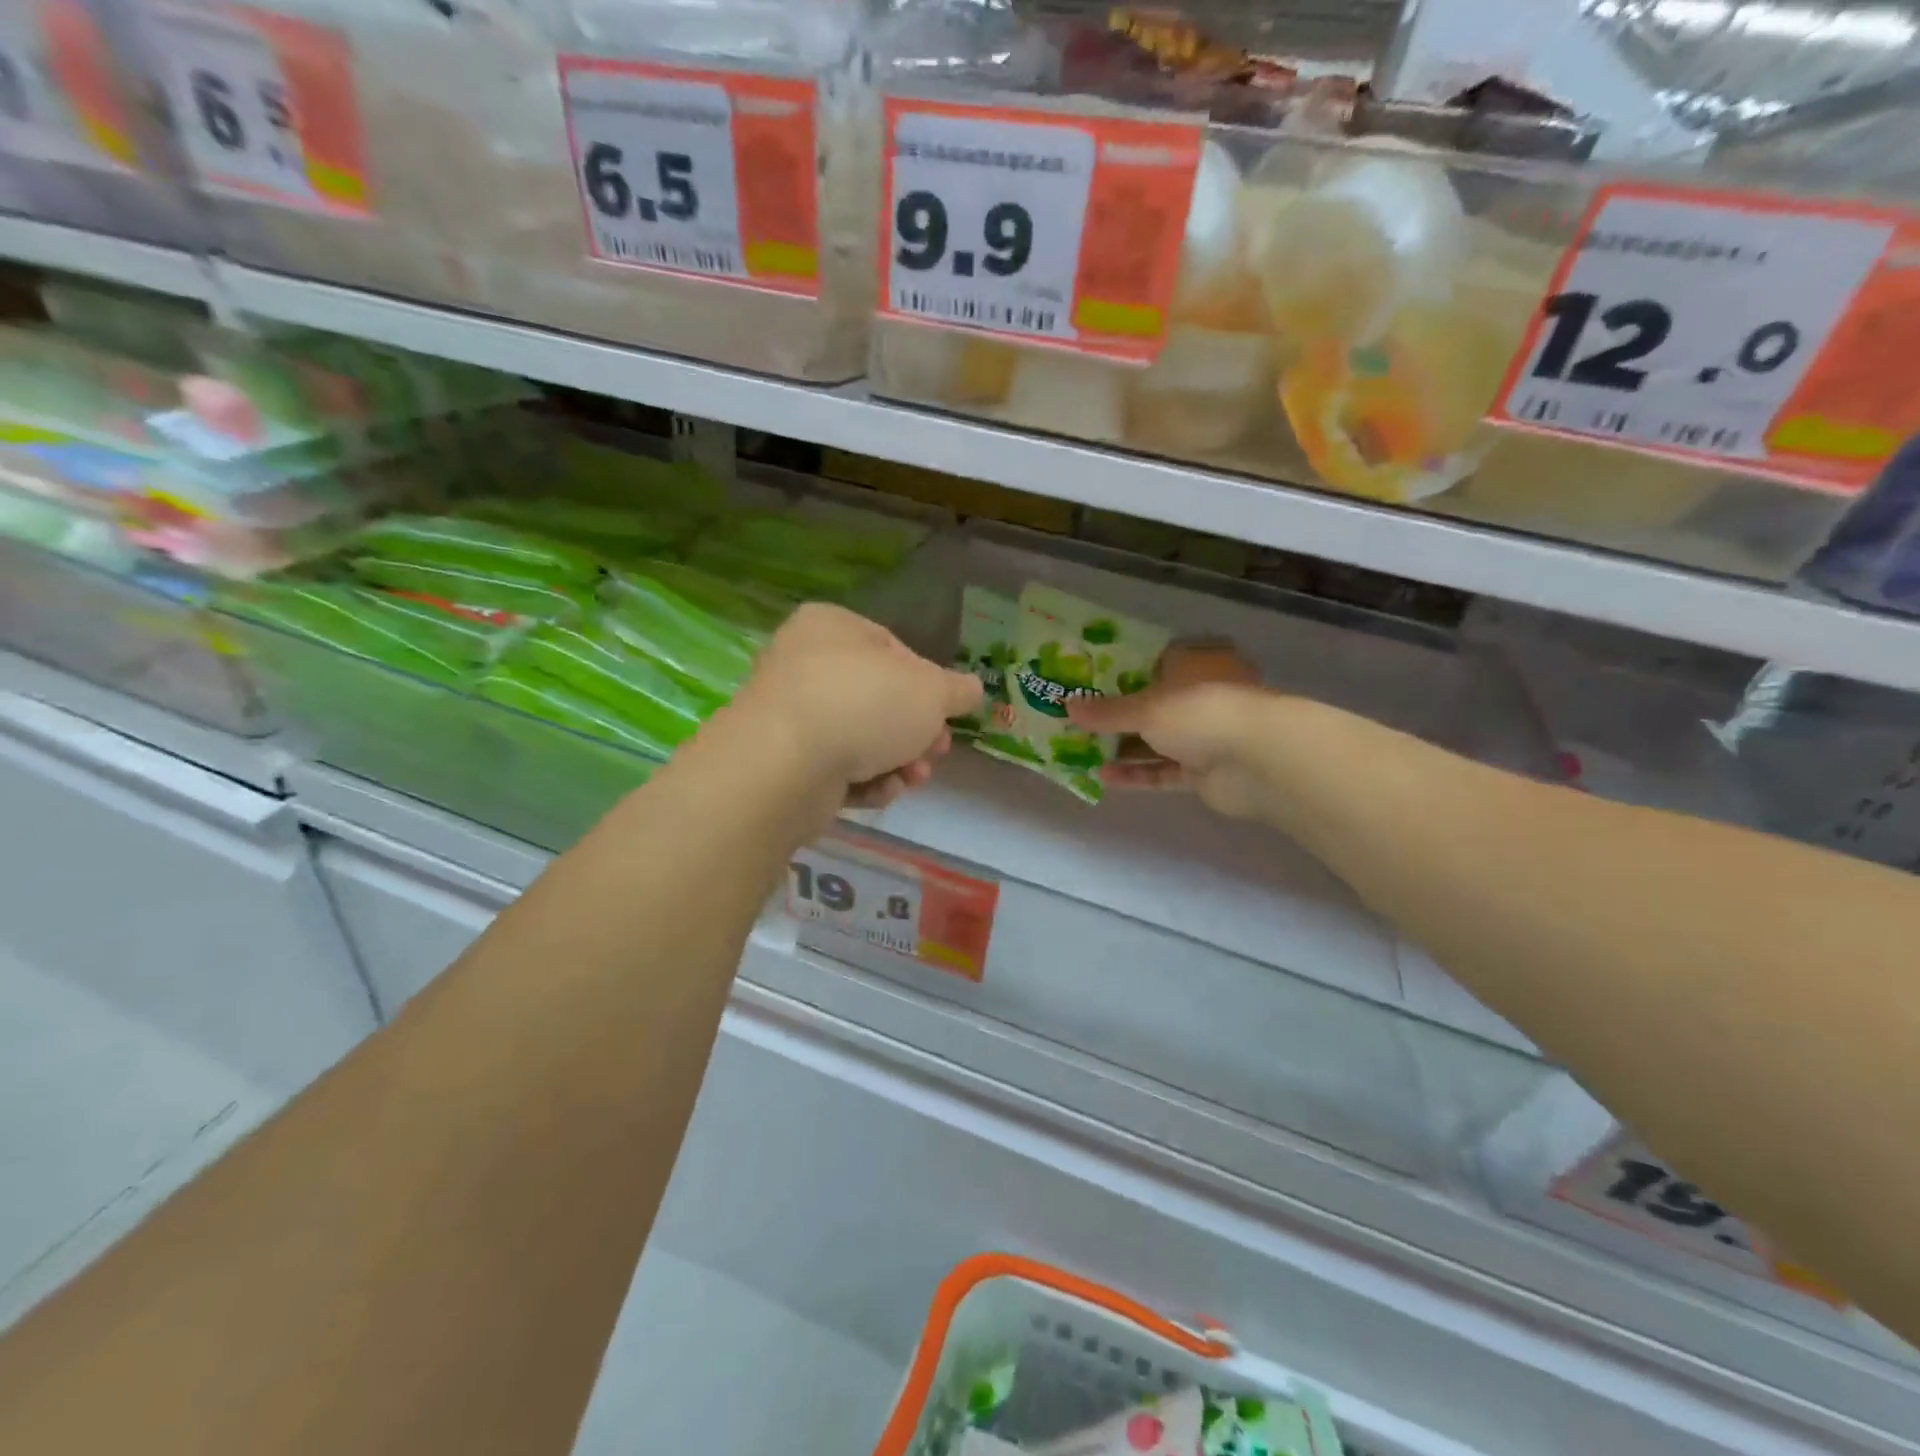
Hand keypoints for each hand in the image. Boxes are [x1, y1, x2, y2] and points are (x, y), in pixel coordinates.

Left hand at [735, 603, 982, 808]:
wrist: (787, 763)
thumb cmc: (865, 704)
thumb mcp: (931, 691)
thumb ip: (957, 690)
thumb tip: (971, 690)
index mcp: (832, 626)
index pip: (893, 649)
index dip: (928, 685)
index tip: (946, 715)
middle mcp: (803, 662)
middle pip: (879, 699)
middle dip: (915, 733)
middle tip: (936, 754)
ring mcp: (789, 713)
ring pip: (860, 738)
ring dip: (896, 761)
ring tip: (913, 779)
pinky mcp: (782, 760)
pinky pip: (834, 767)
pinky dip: (863, 780)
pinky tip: (880, 791)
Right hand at [1066, 641, 1274, 819]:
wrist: (1257, 761)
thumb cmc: (1200, 712)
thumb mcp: (1146, 707)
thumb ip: (1106, 711)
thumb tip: (1066, 706)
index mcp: (1195, 666)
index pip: (1158, 662)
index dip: (1124, 671)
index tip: (1091, 680)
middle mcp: (1201, 698)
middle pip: (1154, 705)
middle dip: (1118, 715)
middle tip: (1080, 719)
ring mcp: (1205, 737)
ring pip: (1157, 741)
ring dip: (1123, 747)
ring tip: (1082, 750)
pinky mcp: (1204, 772)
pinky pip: (1163, 771)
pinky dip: (1137, 773)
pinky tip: (1103, 776)